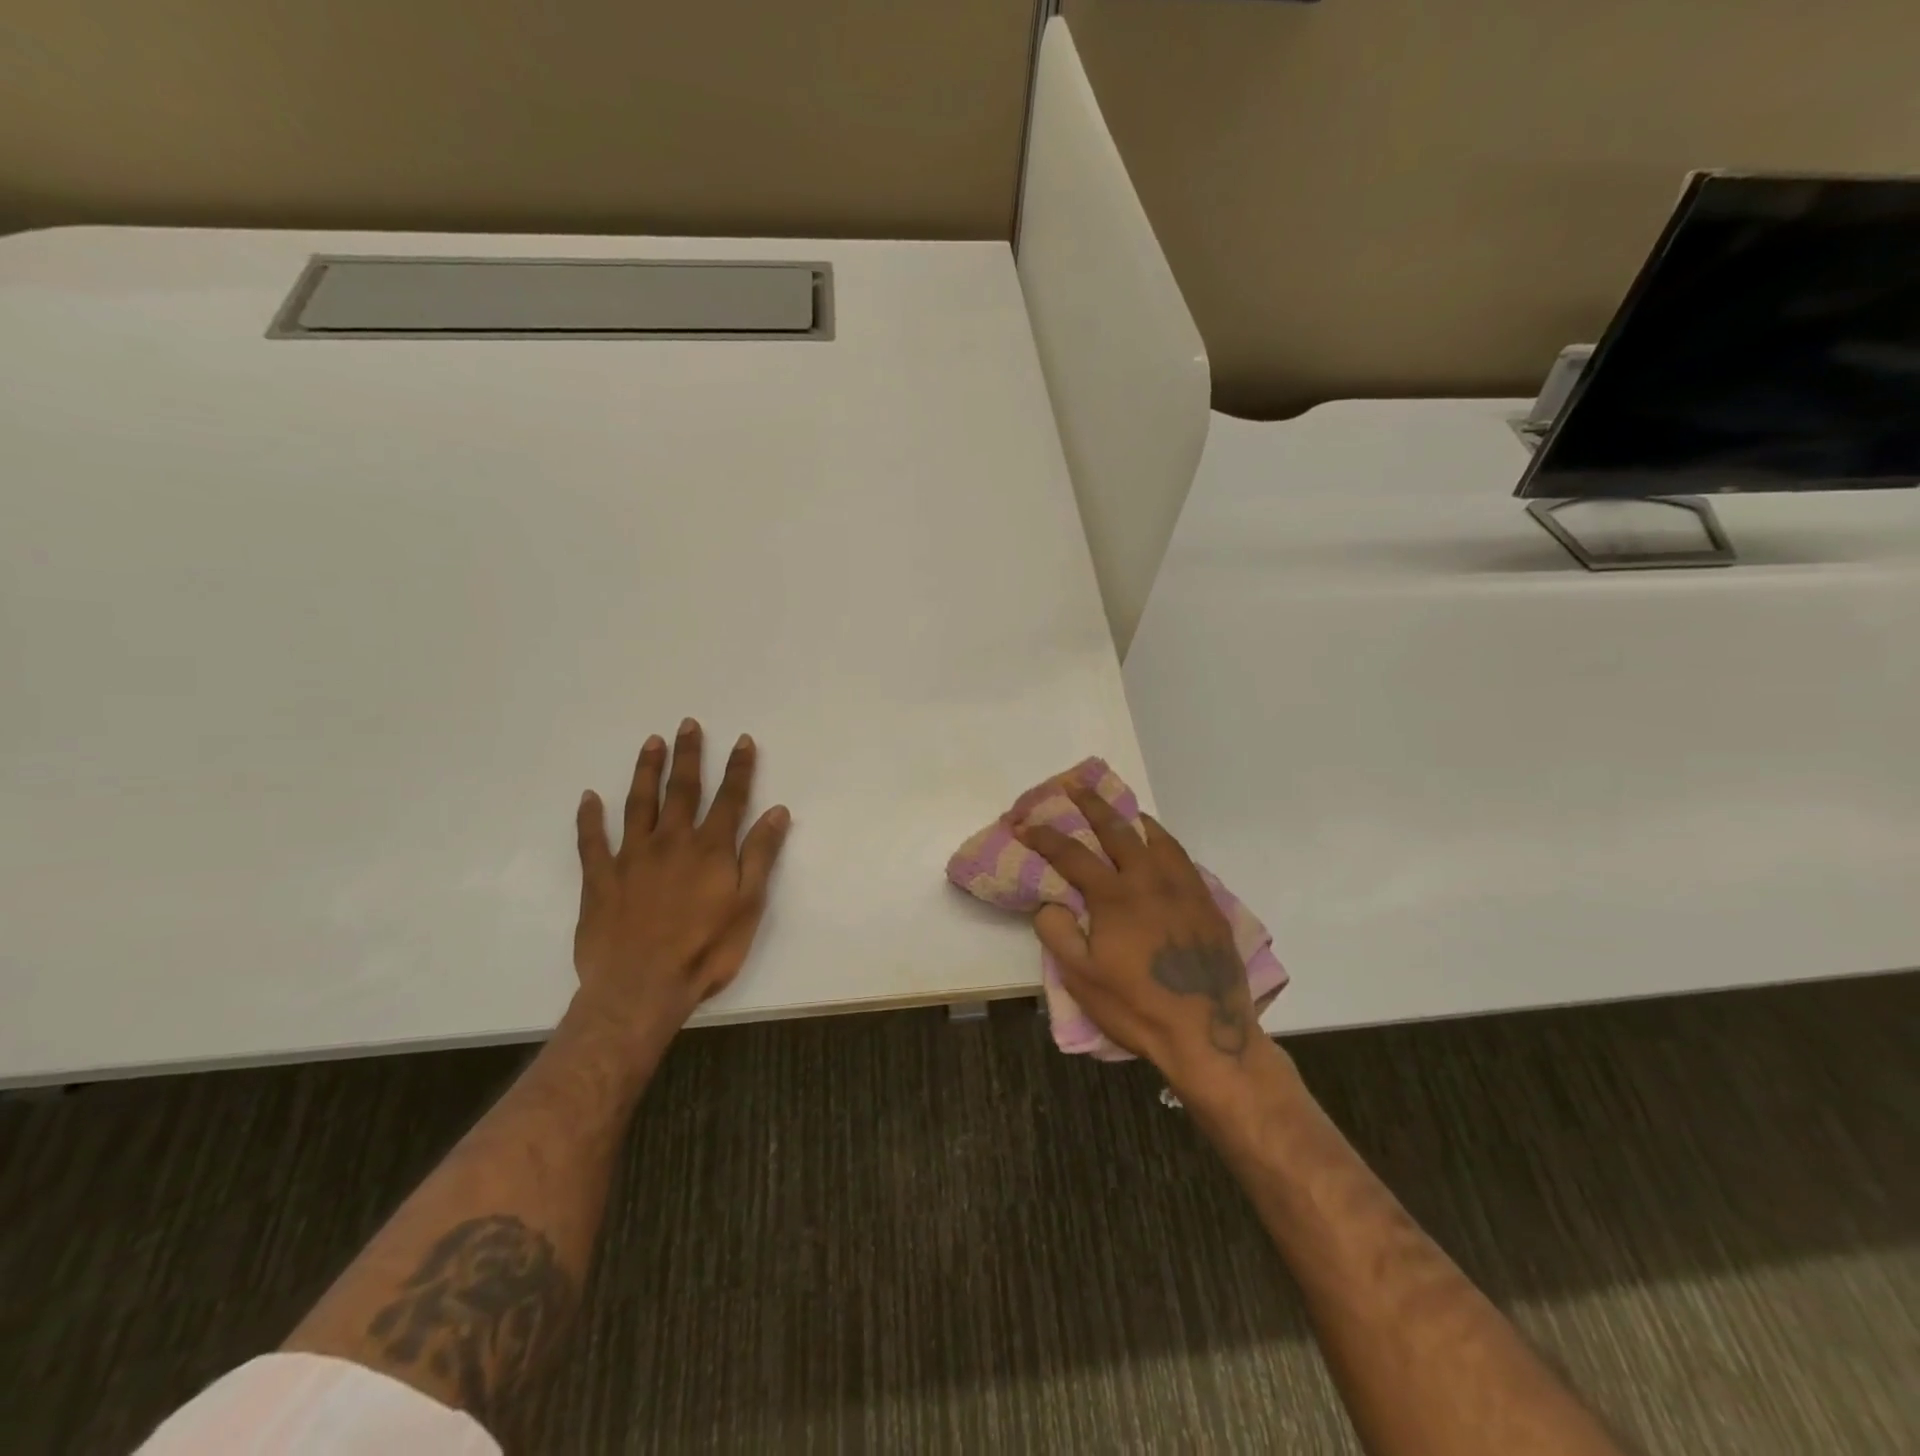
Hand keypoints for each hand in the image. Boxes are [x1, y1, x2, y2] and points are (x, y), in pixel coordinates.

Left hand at [571, 719, 790, 1037]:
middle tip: (687, 725)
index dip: (738, 767)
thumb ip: (761, 855)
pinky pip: (592, 841)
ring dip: (646, 771)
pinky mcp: (600, 878)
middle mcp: (672, 841)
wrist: (640, 988)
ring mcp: (632, 857)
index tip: (742, 740)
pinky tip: (588, 798)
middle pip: (682, 789)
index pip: (730, 798)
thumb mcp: (749, 905)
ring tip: (651, 743)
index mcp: (711, 849)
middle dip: (689, 755)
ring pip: (639, 803)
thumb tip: (777, 811)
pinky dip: (589, 818)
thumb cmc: (706, 950)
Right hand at [1018, 787, 1265, 1093]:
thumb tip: (1050, 902)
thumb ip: (1058, 933)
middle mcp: (1150, 880)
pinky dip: (1164, 842)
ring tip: (1120, 809)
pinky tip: (1160, 846)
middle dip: (1090, 805)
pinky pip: (1183, 858)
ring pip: (1156, 838)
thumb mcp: (1081, 979)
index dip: (1043, 836)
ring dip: (1132, 818)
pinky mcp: (1207, 903)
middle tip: (1074, 786)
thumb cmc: (1136, 1007)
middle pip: (1116, 830)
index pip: (1071, 854)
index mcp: (1115, 896)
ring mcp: (1184, 889)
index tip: (1023, 824)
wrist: (1208, 1033)